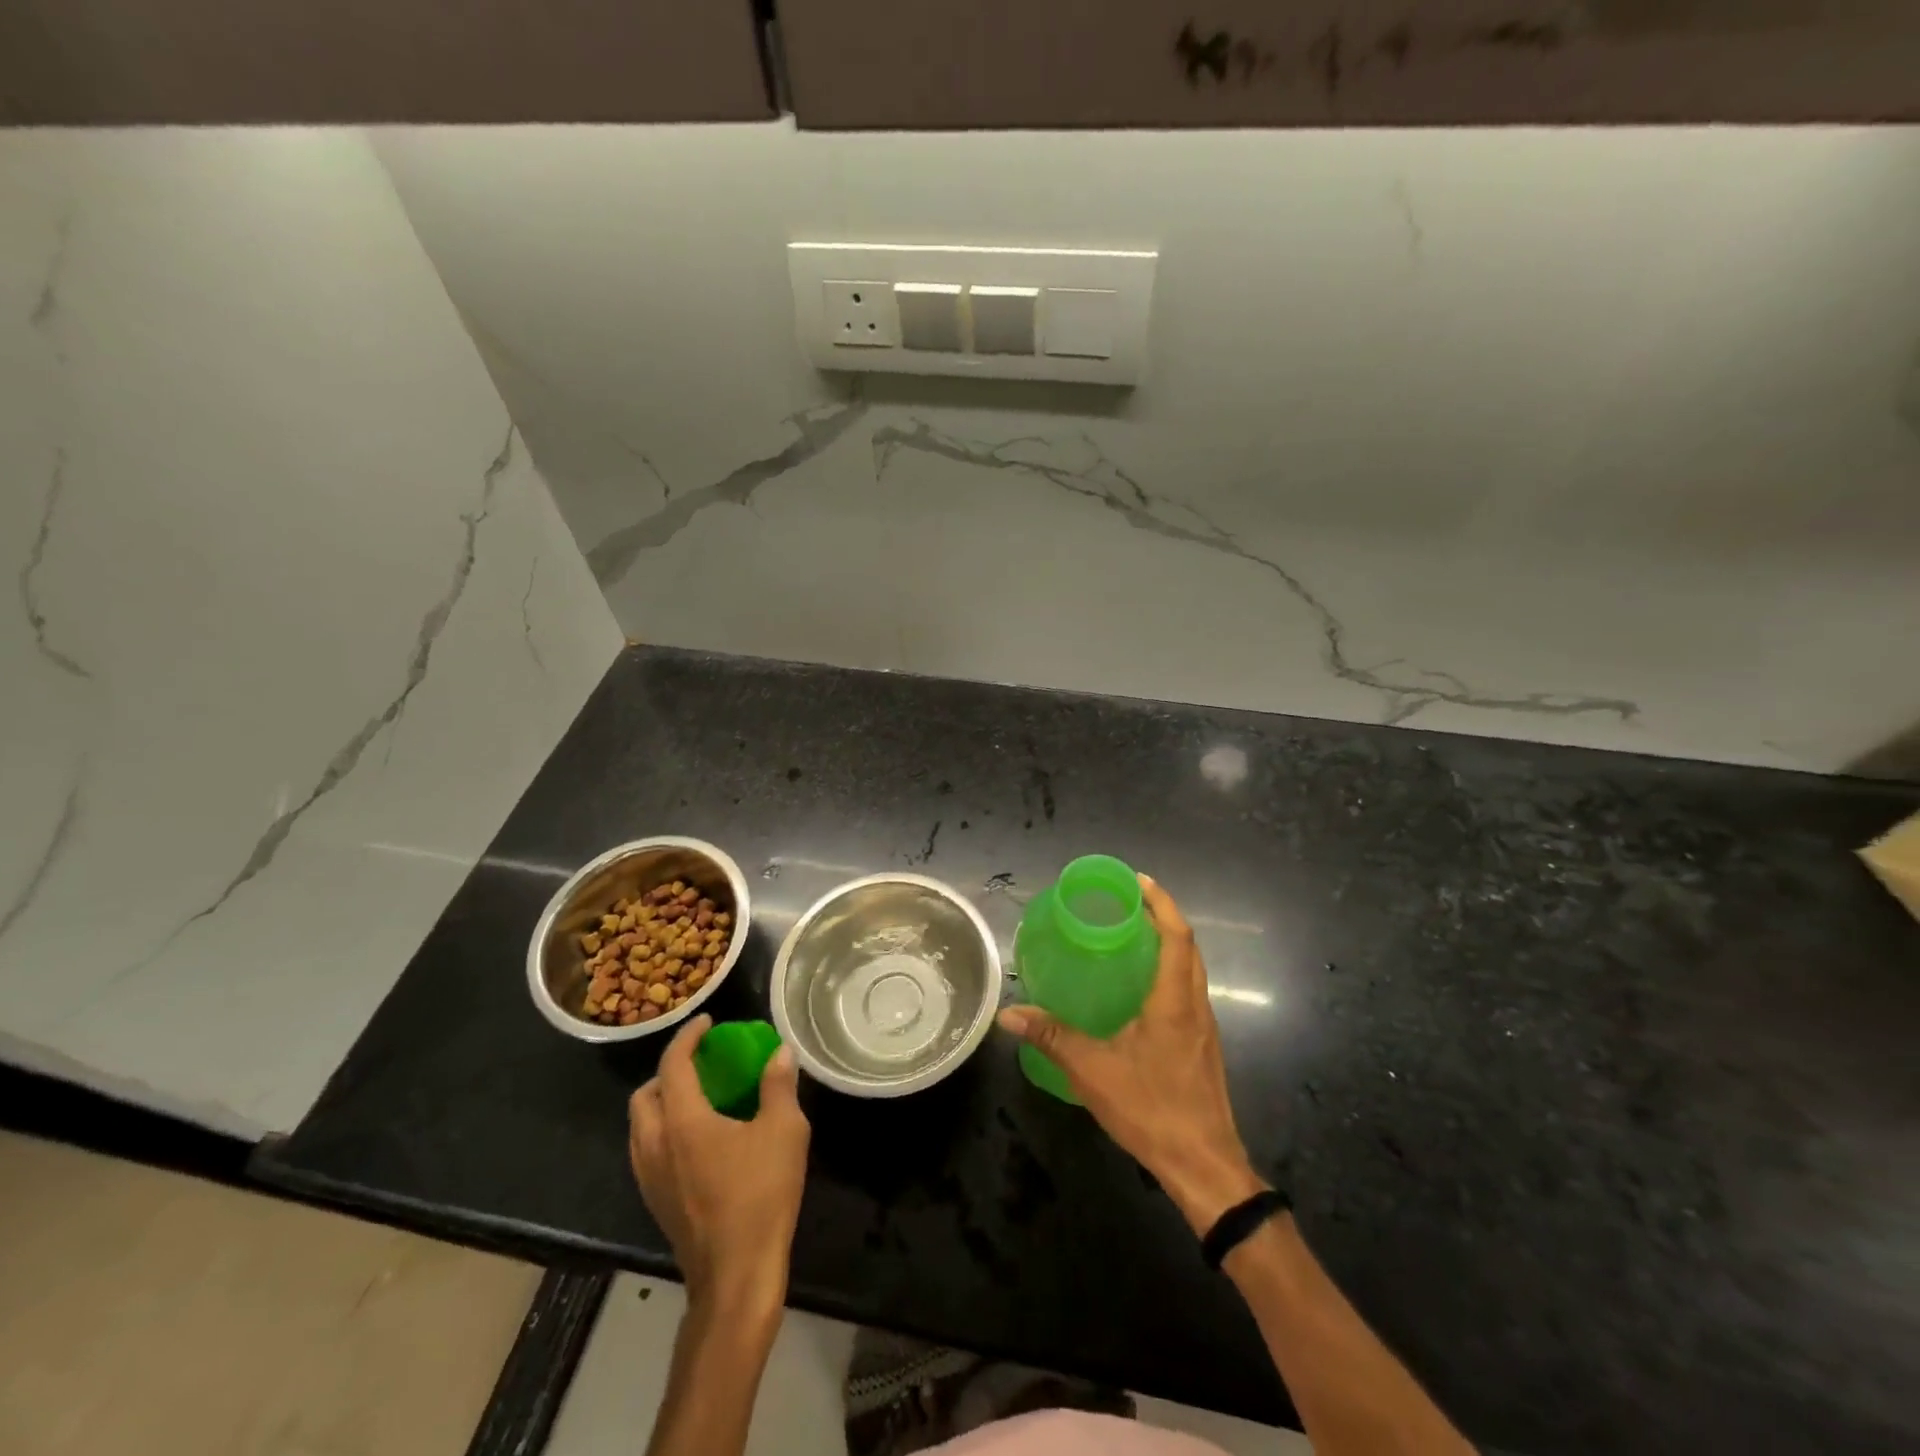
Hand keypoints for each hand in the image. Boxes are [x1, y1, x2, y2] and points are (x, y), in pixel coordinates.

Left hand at [628, 1014, 810, 1317]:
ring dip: (663, 1102)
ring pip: (641, 1126)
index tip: (708, 1023)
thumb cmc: (760, 1195)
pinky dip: (664, 1130)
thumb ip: (778, 1086)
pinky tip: (699, 1140)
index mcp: (682, 1121)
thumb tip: (779, 1053)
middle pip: (645, 1095)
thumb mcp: (784, 1131)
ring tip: (700, 1098)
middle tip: (702, 1064)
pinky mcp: (655, 1201)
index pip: (673, 1064)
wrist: (735, 1276)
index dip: (688, 1037)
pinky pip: (647, 1150)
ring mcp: (649, 1177)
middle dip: (669, 1071)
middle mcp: (655, 1144)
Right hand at [998, 875, 1265, 1234]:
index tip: (1138, 881)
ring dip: (1169, 944)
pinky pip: (1189, 992)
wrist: (1204, 1166)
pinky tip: (1141, 990)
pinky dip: (1170, 972)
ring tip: (1132, 937)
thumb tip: (1008, 1014)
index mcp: (1174, 1001)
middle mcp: (1196, 1006)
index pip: (1177, 936)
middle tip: (1128, 904)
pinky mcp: (1203, 1046)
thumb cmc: (1152, 1110)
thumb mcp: (1093, 1071)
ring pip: (1192, 970)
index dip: (1161, 903)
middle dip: (1163, 917)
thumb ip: (1052, 1037)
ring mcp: (1204, 1027)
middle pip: (1188, 947)